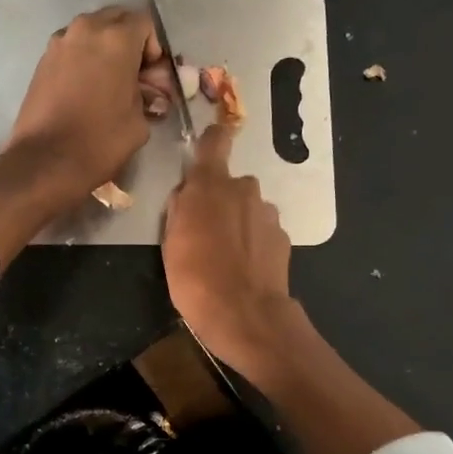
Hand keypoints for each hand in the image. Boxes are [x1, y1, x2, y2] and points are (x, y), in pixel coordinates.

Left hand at [6, 5, 169, 204]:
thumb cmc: (100, 141)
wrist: (45, 161)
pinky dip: (85, 59)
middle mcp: (86, 29)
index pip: (145, 23)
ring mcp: (59, 42)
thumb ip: (147, 95)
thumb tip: (147, 91)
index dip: (154, 48)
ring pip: (92, 31)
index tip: (153, 76)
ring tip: (110, 82)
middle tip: (135, 75)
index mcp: (116, 39)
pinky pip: (73, 48)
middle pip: (116, 19)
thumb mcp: (139, 121)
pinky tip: (87, 89)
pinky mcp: (43, 60)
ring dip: (106, 48)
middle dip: (130, 41)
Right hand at [162, 122, 300, 375]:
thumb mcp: (170, 243)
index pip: (215, 141)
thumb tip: (187, 194)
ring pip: (248, 209)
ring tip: (225, 257)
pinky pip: (262, 231)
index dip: (213, 138)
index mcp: (210, 185)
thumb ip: (179, 209)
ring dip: (238, 223)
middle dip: (220, 200)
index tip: (210, 142)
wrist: (244, 315)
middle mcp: (244, 190)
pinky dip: (253, 243)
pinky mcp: (282, 237)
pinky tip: (244, 268)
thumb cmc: (195, 278)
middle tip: (204, 232)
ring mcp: (267, 213)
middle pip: (230, 184)